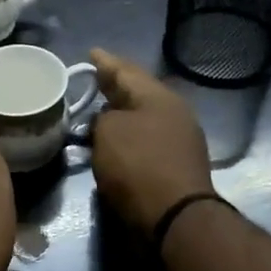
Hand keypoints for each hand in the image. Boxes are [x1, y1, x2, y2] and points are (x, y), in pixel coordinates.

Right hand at [89, 49, 213, 233]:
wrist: (174, 217)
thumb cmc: (138, 166)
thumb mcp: (108, 132)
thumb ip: (102, 118)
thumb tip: (108, 121)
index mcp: (158, 96)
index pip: (126, 70)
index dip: (105, 62)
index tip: (91, 53)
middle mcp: (173, 112)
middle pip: (138, 93)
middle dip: (115, 87)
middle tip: (93, 80)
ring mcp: (178, 140)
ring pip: (142, 117)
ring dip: (120, 114)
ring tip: (97, 111)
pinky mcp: (176, 165)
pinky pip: (145, 140)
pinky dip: (128, 137)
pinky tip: (113, 141)